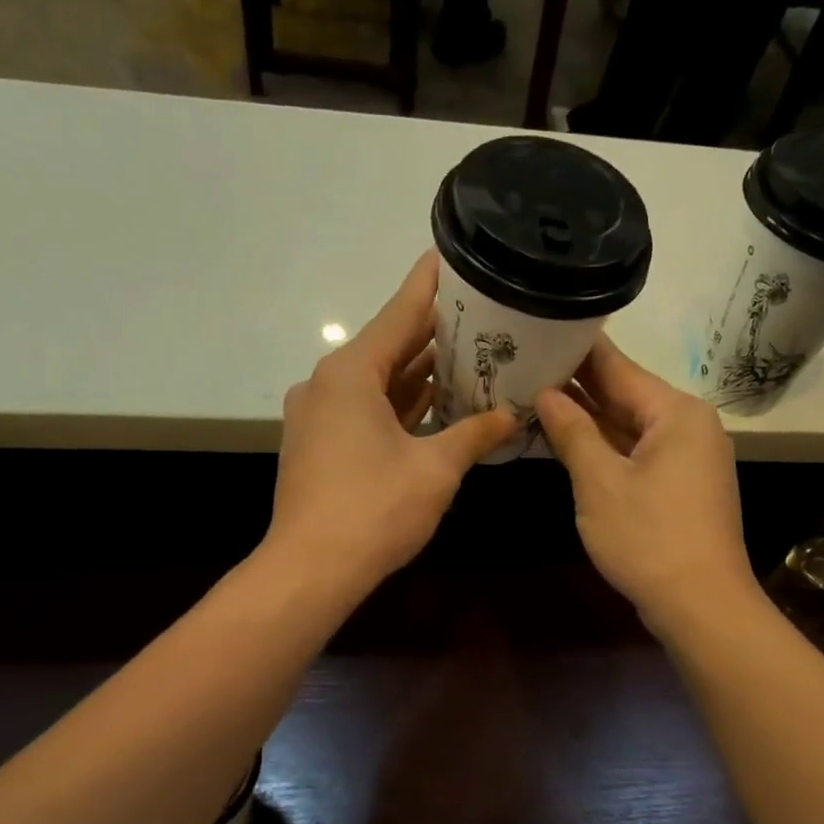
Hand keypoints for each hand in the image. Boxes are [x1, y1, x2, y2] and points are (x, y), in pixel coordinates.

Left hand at [266, 251, 518, 598]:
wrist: (311, 569)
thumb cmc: (374, 509)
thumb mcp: (435, 468)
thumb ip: (475, 433)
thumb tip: (512, 415)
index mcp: (351, 373)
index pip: (400, 314)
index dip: (430, 285)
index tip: (451, 254)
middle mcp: (329, 384)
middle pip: (390, 346)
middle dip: (434, 334)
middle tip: (482, 316)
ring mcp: (320, 416)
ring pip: (379, 382)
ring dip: (419, 374)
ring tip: (469, 356)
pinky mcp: (320, 445)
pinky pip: (367, 410)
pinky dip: (400, 405)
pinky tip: (437, 404)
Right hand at [535, 337, 757, 633]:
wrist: (701, 605)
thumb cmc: (649, 538)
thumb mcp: (600, 482)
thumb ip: (572, 432)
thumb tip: (546, 394)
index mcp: (675, 412)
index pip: (617, 367)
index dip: (576, 349)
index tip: (540, 327)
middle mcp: (688, 426)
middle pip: (625, 394)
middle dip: (577, 385)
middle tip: (525, 362)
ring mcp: (688, 458)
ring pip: (629, 426)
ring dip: (588, 418)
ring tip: (535, 395)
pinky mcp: (681, 486)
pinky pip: (637, 453)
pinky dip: (605, 448)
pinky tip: (568, 440)